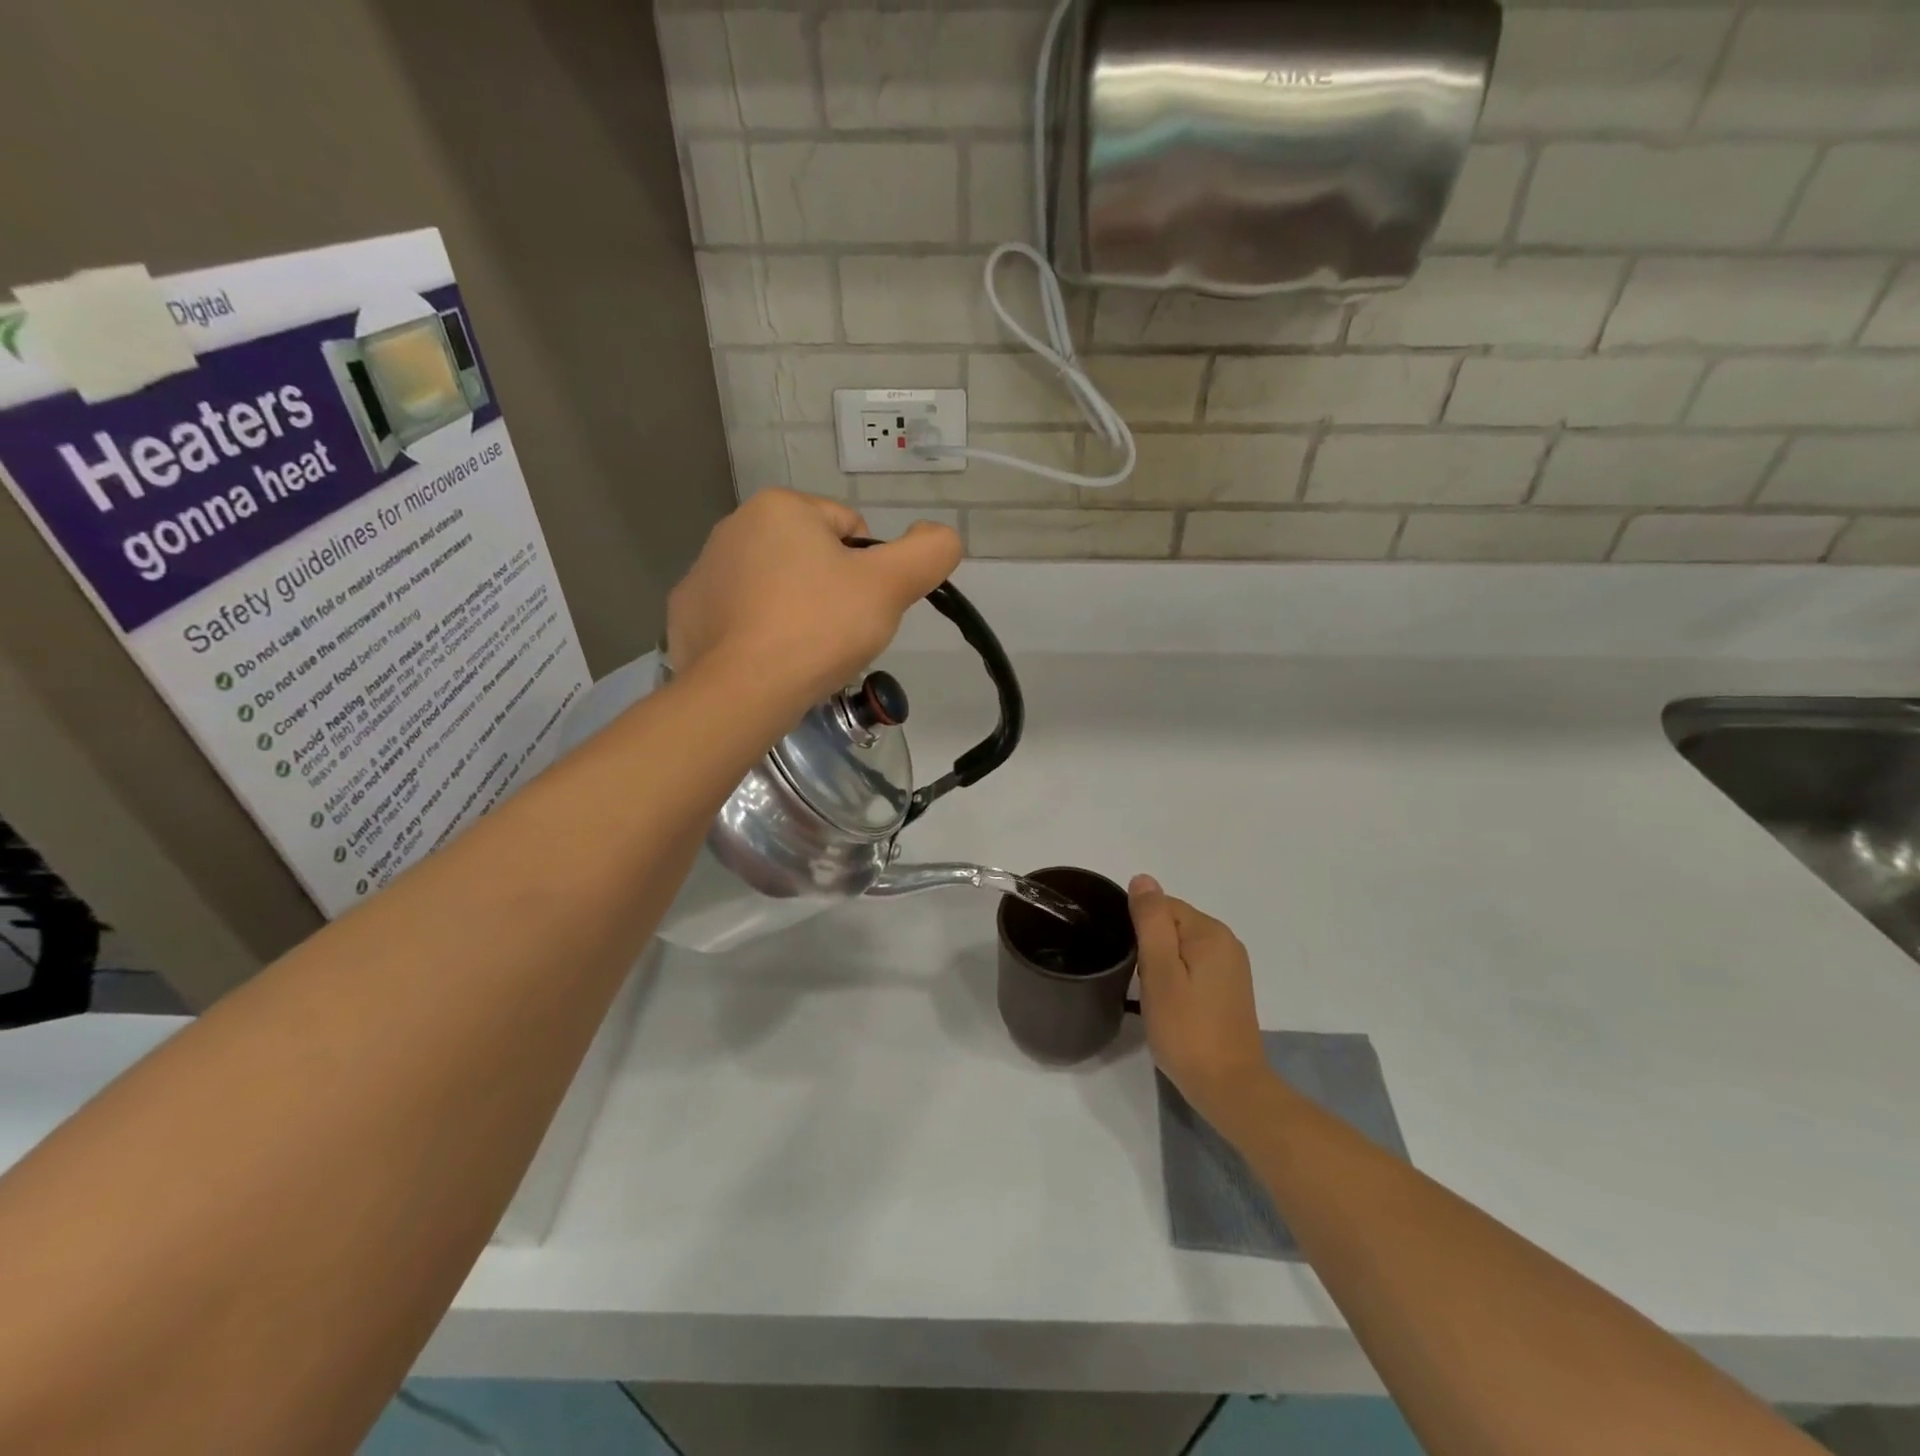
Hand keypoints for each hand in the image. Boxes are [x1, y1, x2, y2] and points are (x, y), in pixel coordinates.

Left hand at [667, 491, 961, 706]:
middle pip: (811, 557)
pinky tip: (769, 660)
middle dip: (831, 590)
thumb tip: (940, 535)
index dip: (868, 571)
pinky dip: (758, 633)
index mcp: (780, 507)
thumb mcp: (890, 586)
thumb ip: (929, 552)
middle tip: (837, 635)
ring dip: (795, 610)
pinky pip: (740, 616)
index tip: (861, 609)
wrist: (742, 691)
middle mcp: (734, 526)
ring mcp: (703, 571)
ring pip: (775, 586)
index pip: (850, 529)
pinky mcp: (687, 614)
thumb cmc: (819, 628)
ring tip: (804, 652)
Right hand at [1129, 876, 1274, 1130]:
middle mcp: (1227, 941)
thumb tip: (1142, 879)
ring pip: (1181, 947)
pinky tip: (1172, 1005)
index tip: (1135, 965)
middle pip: (1173, 924)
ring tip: (1155, 998)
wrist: (1229, 1088)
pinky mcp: (1230, 989)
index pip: (1163, 906)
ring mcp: (1232, 967)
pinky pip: (1193, 966)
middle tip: (1145, 985)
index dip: (1141, 932)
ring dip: (1162, 966)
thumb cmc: (1187, 1029)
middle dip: (1151, 948)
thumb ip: (1151, 921)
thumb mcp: (1160, 971)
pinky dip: (1177, 979)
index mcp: (1211, 932)